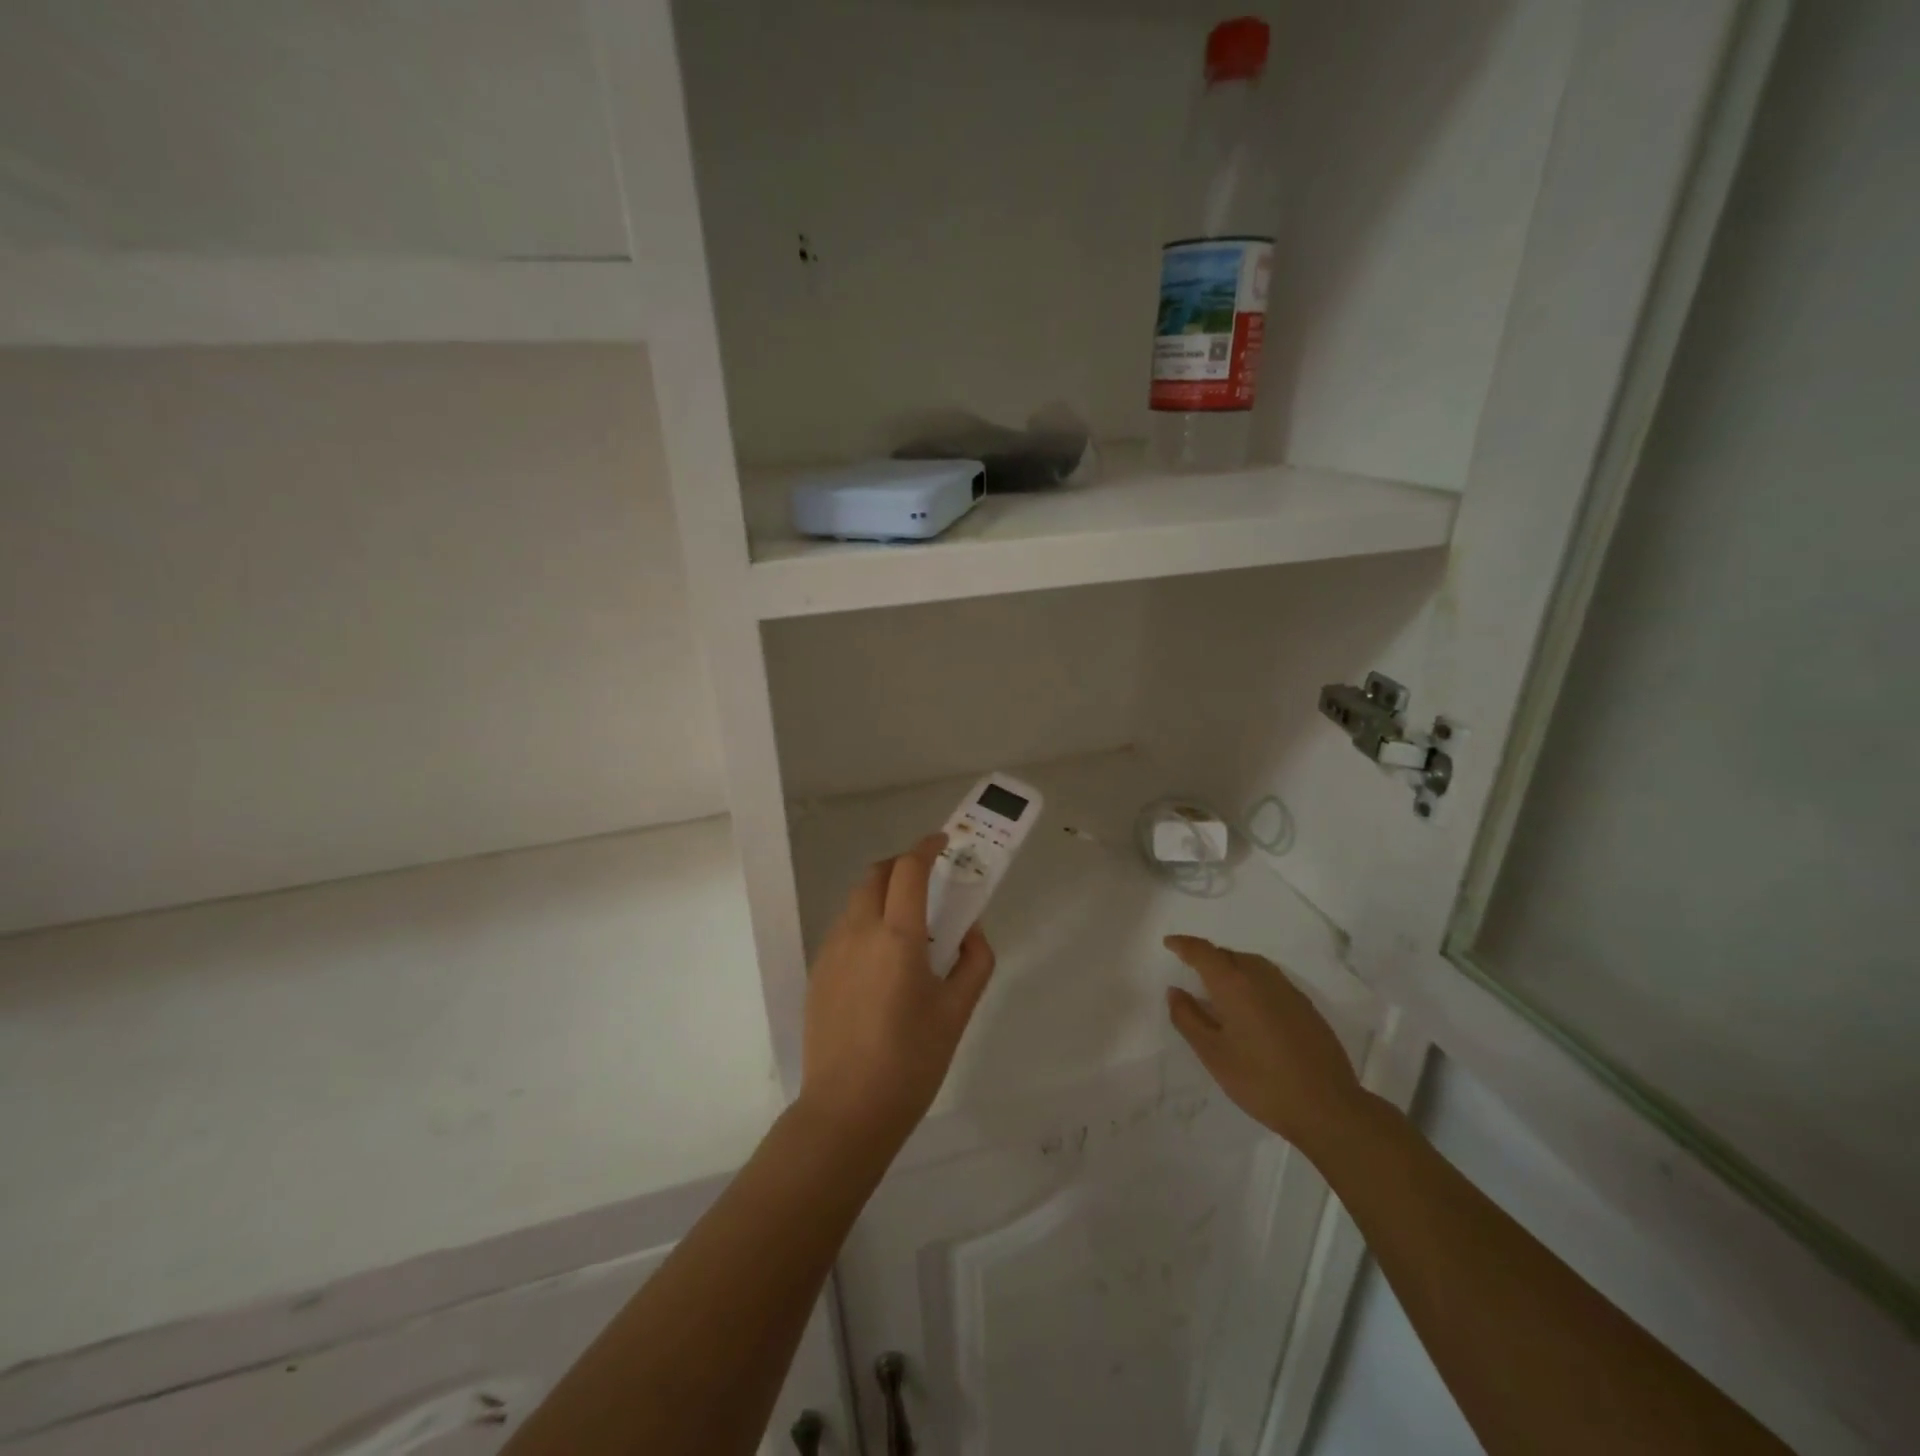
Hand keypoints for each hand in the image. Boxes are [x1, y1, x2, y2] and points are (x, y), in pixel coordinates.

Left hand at [799, 834, 995, 1149]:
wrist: (846, 1111)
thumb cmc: (911, 1061)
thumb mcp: (957, 1013)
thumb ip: (973, 963)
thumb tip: (970, 933)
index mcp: (897, 937)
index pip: (908, 870)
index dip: (926, 848)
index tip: (942, 843)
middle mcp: (859, 933)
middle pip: (875, 875)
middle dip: (901, 866)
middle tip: (926, 882)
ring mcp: (831, 952)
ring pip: (856, 902)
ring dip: (882, 895)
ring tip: (907, 927)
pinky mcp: (818, 973)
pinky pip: (844, 930)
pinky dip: (866, 923)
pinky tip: (881, 963)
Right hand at [1164, 935, 1371, 1158]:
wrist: (1328, 1108)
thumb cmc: (1261, 1081)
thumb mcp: (1213, 1054)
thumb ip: (1188, 1018)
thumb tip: (1175, 991)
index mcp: (1234, 985)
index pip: (1203, 952)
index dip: (1184, 944)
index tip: (1169, 942)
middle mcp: (1262, 978)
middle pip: (1228, 955)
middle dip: (1207, 957)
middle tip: (1191, 971)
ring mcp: (1288, 991)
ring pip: (1252, 964)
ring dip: (1231, 967)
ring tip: (1219, 988)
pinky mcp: (1306, 1007)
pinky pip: (1270, 979)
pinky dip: (1251, 981)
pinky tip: (1250, 1008)